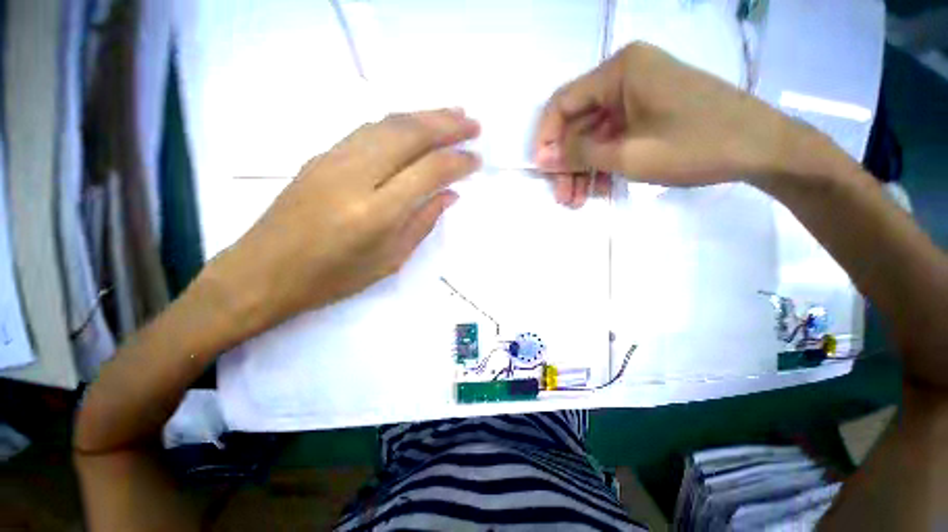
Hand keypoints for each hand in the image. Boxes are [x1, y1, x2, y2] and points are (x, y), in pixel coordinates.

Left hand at [207, 109, 480, 333]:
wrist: (264, 272)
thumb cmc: (333, 278)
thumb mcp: (390, 260)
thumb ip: (423, 222)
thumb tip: (450, 194)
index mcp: (376, 213)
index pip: (428, 171)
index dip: (457, 161)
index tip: (477, 159)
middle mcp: (355, 176)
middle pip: (409, 135)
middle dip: (447, 125)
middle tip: (474, 124)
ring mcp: (334, 160)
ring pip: (388, 124)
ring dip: (425, 116)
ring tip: (453, 115)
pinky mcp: (321, 155)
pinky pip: (369, 130)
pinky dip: (399, 122)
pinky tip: (415, 124)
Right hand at [533, 42, 808, 206]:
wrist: (763, 149)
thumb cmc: (696, 146)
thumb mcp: (628, 155)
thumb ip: (579, 154)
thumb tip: (543, 158)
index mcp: (620, 70)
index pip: (563, 103)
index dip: (547, 139)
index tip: (543, 171)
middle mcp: (625, 75)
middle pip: (579, 123)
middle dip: (569, 163)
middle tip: (564, 197)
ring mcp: (639, 94)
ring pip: (596, 135)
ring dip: (585, 169)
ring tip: (579, 201)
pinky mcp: (649, 111)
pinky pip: (615, 137)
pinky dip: (605, 164)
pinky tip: (602, 189)